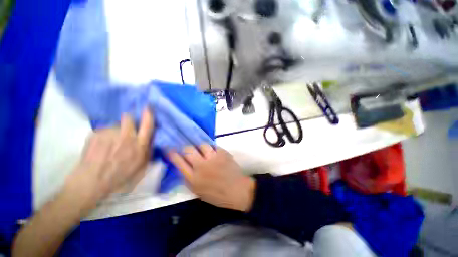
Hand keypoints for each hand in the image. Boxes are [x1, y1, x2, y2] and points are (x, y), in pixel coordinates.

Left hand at [63, 108, 153, 211]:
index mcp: (139, 144)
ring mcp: (109, 133)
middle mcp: (126, 135)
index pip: (147, 124)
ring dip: (115, 130)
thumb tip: (150, 140)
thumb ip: (148, 151)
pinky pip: (104, 131)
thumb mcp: (141, 166)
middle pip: (128, 117)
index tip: (148, 107)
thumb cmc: (120, 175)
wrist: (92, 181)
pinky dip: (104, 136)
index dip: (148, 114)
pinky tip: (101, 146)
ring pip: (115, 125)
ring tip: (110, 143)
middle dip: (129, 120)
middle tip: (126, 128)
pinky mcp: (96, 134)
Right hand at [168, 145, 254, 211]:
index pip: (179, 162)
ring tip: (204, 152)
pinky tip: (215, 154)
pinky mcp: (223, 153)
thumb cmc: (217, 194)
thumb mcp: (198, 191)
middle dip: (187, 148)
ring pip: (202, 145)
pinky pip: (214, 146)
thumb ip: (189, 179)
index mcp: (194, 178)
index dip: (173, 154)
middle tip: (189, 150)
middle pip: (189, 150)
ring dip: (201, 148)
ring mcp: (213, 157)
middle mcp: (202, 166)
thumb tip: (182, 166)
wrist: (237, 190)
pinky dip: (213, 149)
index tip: (170, 149)